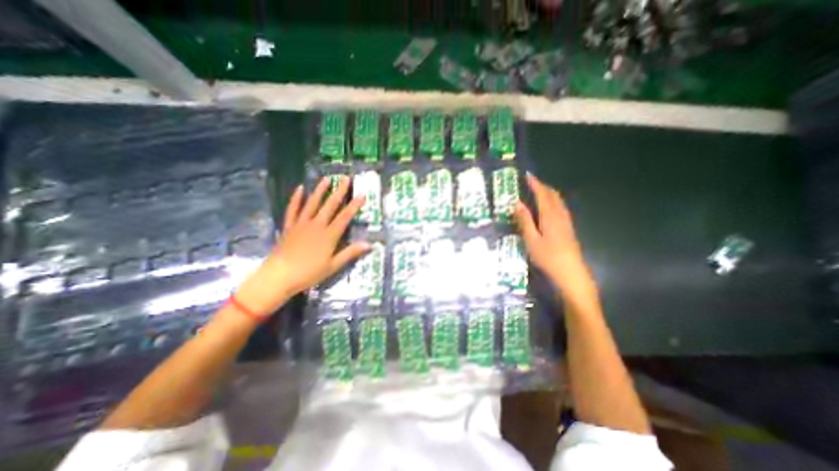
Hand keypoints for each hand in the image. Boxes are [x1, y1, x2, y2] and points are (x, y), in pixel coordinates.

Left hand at [233, 176, 367, 316]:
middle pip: (330, 205)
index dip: (354, 205)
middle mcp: (316, 225)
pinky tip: (300, 189)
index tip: (362, 195)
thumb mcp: (333, 265)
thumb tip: (369, 244)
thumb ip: (350, 253)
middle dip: (339, 191)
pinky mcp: (289, 226)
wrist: (279, 276)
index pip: (345, 217)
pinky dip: (296, 199)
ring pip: (312, 203)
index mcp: (329, 235)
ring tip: (326, 179)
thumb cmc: (309, 273)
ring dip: (320, 190)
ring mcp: (301, 224)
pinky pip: (293, 209)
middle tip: (346, 179)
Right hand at [512, 174, 594, 295]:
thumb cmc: (548, 257)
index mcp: (550, 216)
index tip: (527, 175)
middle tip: (531, 183)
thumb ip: (524, 221)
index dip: (535, 184)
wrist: (570, 272)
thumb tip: (517, 203)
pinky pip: (560, 208)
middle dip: (542, 186)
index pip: (542, 194)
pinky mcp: (568, 228)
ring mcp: (566, 222)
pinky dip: (552, 201)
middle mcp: (560, 215)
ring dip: (548, 193)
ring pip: (558, 201)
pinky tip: (548, 208)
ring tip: (538, 192)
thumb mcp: (531, 240)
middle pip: (553, 195)